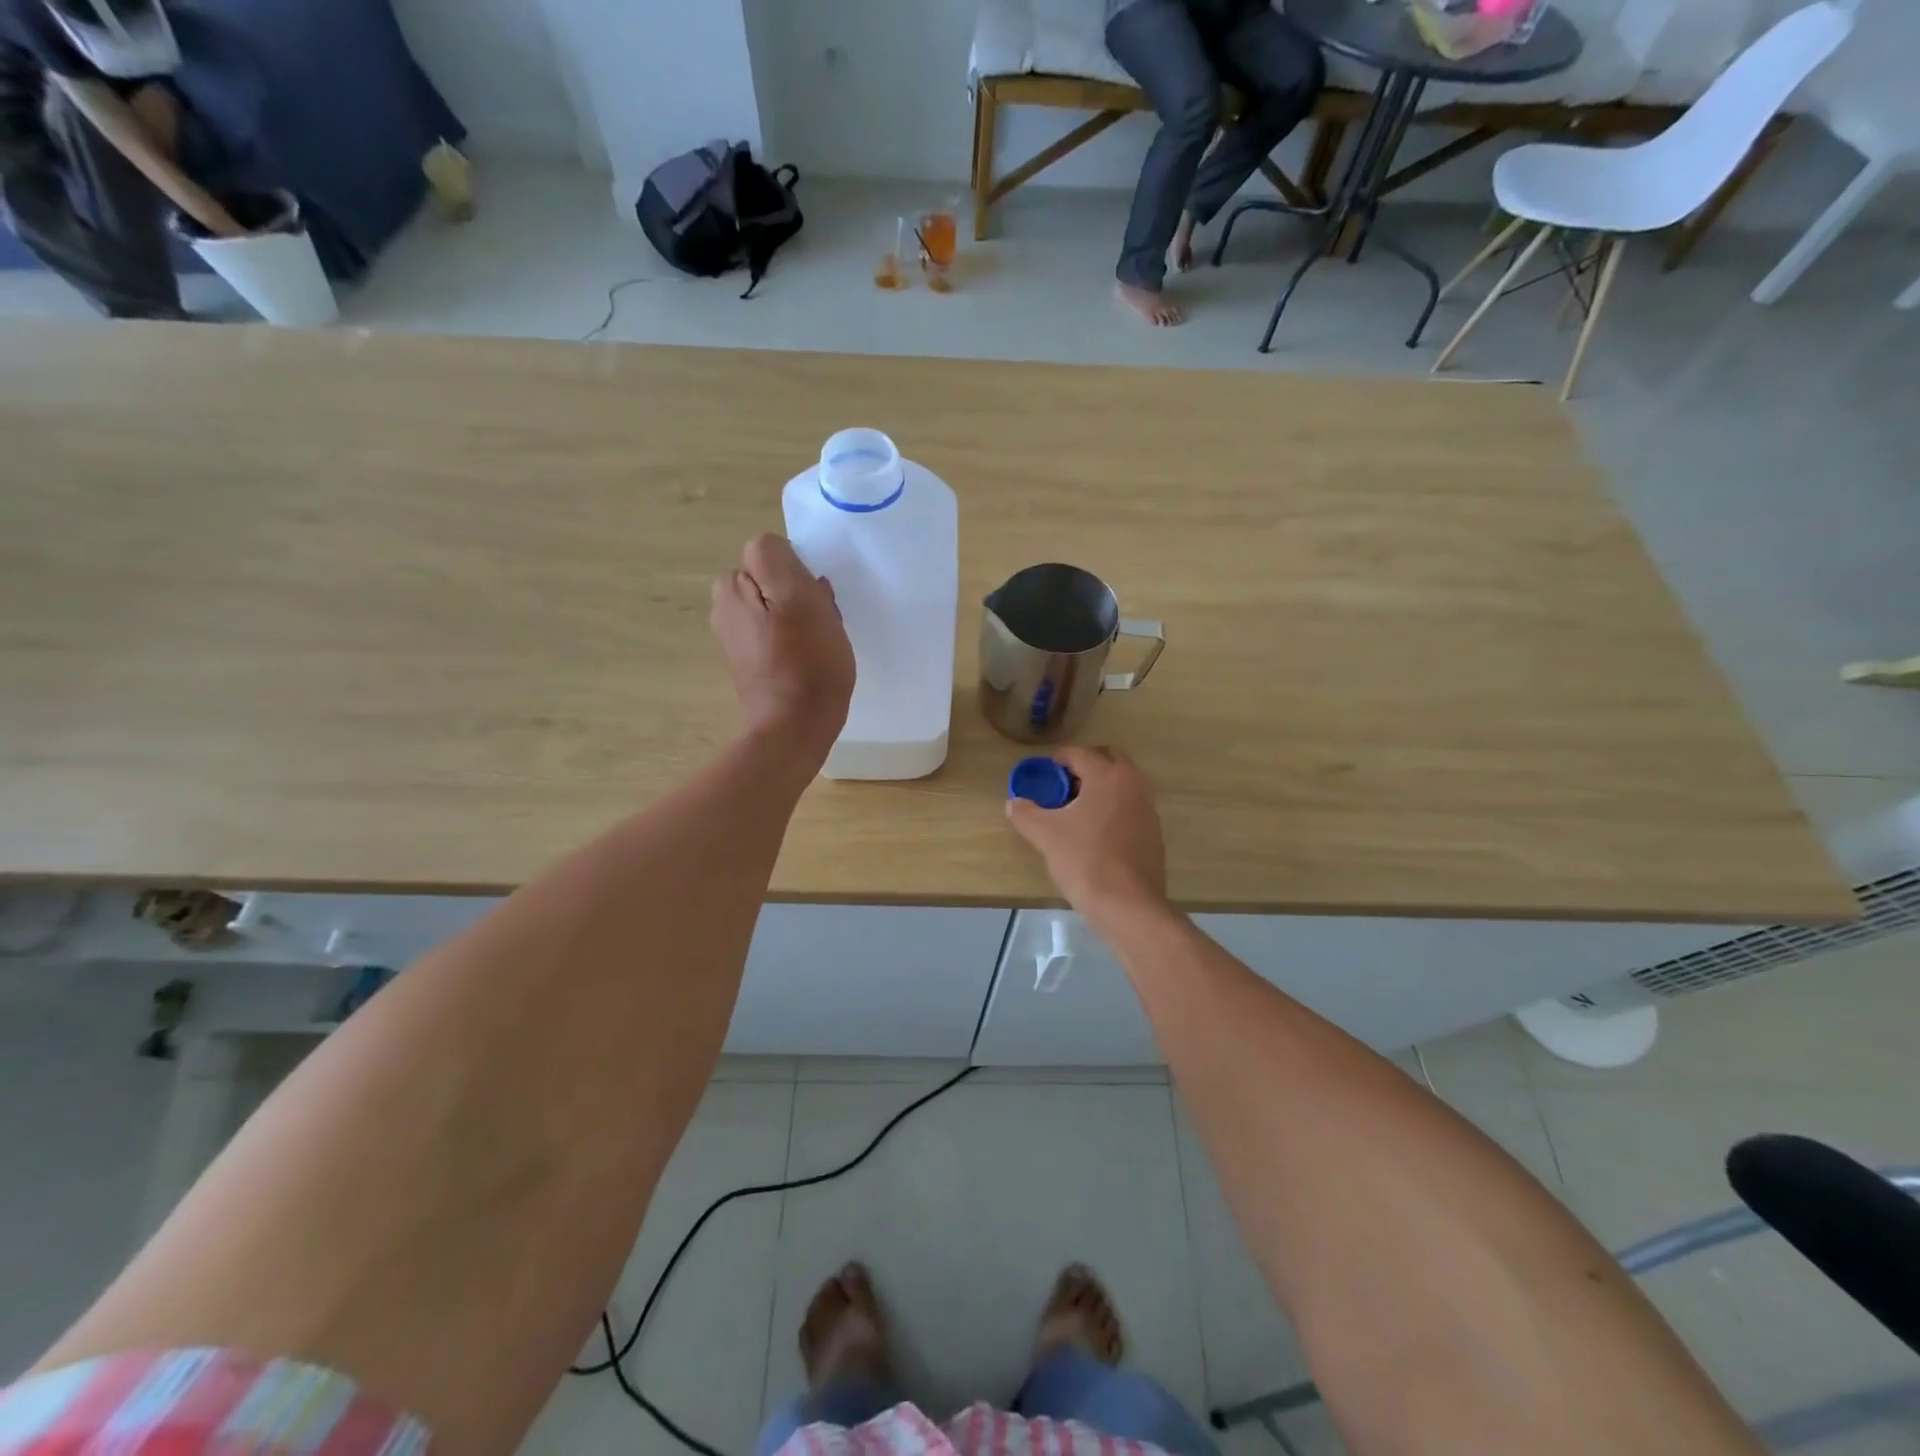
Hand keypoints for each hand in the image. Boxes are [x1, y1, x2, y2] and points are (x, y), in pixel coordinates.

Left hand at [710, 534, 853, 766]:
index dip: (800, 572)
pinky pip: (777, 632)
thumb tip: (777, 553)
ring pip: (779, 606)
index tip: (814, 600)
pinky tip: (806, 661)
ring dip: (800, 618)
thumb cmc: (806, 665)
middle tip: (819, 623)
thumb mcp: (799, 599)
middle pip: (775, 579)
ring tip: (816, 644)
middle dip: (799, 594)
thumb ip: (777, 559)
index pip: (774, 552)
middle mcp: (725, 605)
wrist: (794, 729)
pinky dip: (793, 640)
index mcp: (732, 585)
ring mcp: (735, 635)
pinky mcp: (749, 660)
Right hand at [1006, 745, 1168, 916]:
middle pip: (1108, 758)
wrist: (1128, 905)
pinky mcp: (1154, 831)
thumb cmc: (1085, 861)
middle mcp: (1133, 783)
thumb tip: (1013, 802)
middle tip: (1062, 784)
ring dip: (1101, 785)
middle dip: (1085, 765)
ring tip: (1077, 808)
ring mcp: (1148, 807)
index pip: (1079, 753)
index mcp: (1107, 776)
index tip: (1043, 773)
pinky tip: (1096, 831)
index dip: (1057, 759)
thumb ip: (1025, 813)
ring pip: (1123, 781)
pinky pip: (1131, 804)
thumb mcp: (1045, 835)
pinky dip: (1114, 806)